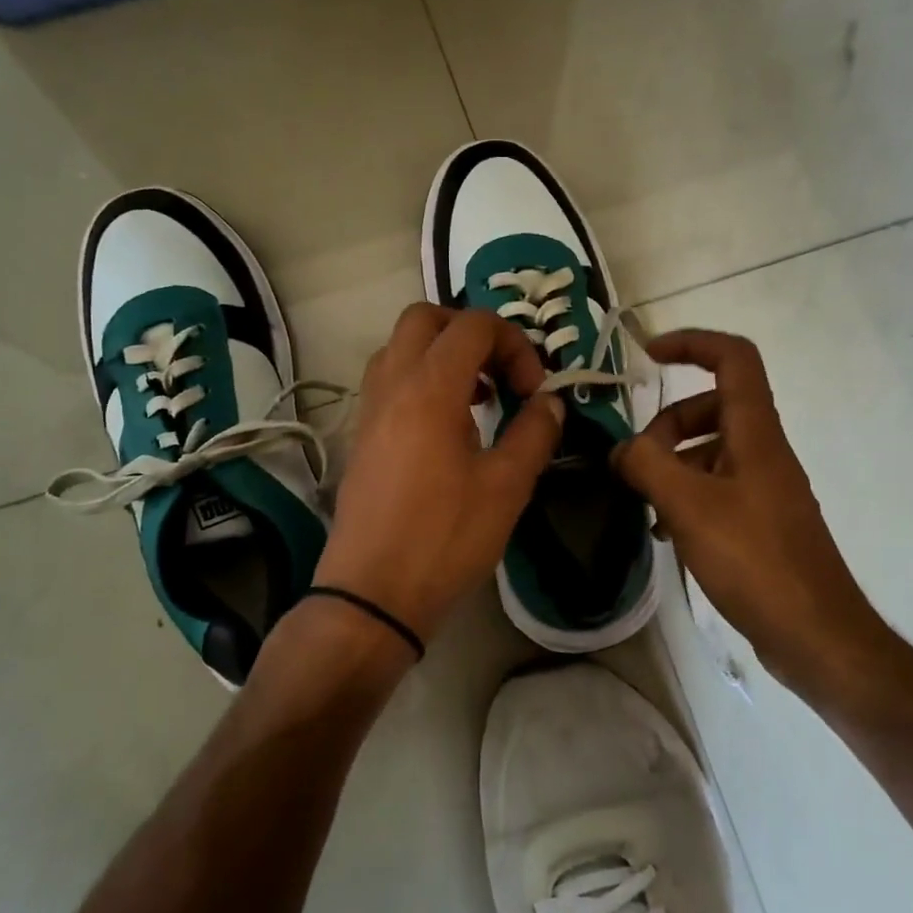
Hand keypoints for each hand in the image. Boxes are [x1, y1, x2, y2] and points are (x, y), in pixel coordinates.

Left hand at [315, 305, 564, 643]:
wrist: (372, 593)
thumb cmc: (445, 538)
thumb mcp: (507, 487)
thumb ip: (534, 433)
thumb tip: (551, 403)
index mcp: (430, 388)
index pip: (473, 326)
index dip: (514, 344)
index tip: (534, 389)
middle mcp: (392, 384)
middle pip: (425, 319)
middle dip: (470, 332)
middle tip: (501, 373)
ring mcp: (369, 409)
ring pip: (400, 347)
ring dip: (442, 354)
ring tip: (478, 397)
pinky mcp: (361, 435)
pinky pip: (388, 380)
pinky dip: (420, 379)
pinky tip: (449, 427)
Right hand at [612, 330, 882, 683]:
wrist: (815, 633)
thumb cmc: (755, 560)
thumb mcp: (689, 506)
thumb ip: (647, 466)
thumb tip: (620, 449)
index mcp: (756, 434)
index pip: (733, 359)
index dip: (692, 343)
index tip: (647, 355)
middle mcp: (764, 452)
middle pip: (714, 407)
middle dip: (668, 423)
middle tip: (636, 459)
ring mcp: (764, 488)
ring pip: (712, 451)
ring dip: (672, 463)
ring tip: (642, 499)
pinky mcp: (760, 522)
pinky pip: (716, 489)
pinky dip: (686, 495)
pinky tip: (663, 530)